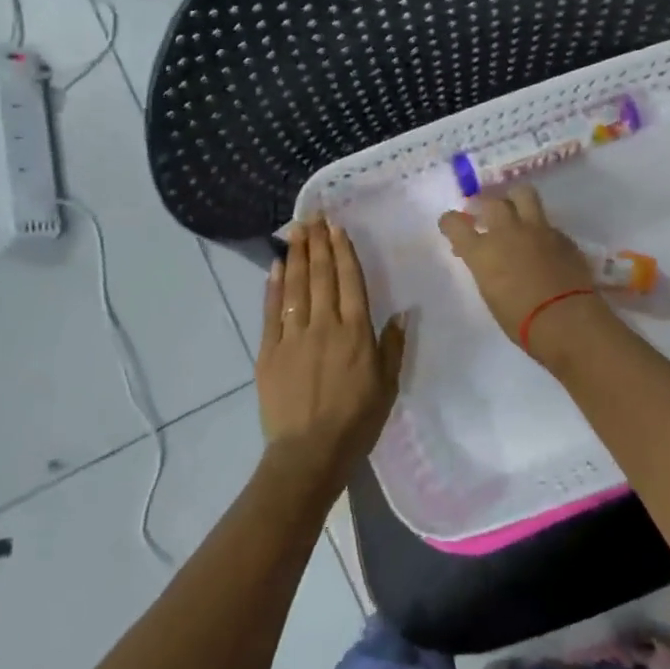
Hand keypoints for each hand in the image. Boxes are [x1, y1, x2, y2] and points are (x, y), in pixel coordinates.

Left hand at [257, 220, 405, 490]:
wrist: (309, 453)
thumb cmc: (356, 422)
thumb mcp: (387, 386)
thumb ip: (392, 346)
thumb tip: (401, 312)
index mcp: (356, 333)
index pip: (350, 282)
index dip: (343, 252)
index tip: (337, 228)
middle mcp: (324, 325)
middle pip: (321, 276)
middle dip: (318, 243)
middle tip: (313, 215)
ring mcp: (293, 336)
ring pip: (296, 287)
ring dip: (297, 255)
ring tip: (296, 230)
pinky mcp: (269, 351)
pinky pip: (271, 311)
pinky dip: (274, 286)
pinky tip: (277, 266)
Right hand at [438, 186, 614, 360]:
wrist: (566, 320)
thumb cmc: (521, 321)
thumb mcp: (491, 295)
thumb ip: (486, 270)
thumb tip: (487, 261)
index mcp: (482, 252)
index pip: (454, 223)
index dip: (450, 222)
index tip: (452, 225)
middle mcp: (506, 232)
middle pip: (491, 202)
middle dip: (485, 205)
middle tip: (485, 215)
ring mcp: (537, 230)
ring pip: (523, 194)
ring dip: (515, 199)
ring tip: (515, 210)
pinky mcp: (562, 236)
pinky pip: (547, 223)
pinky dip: (541, 229)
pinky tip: (544, 244)